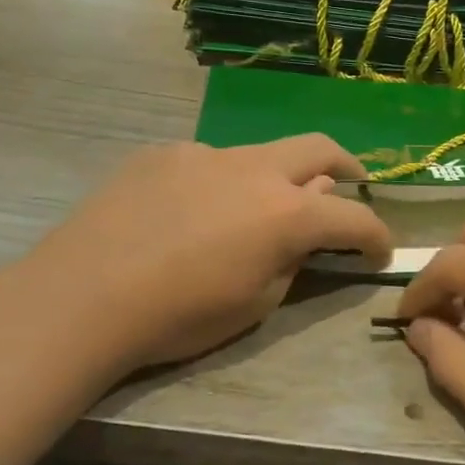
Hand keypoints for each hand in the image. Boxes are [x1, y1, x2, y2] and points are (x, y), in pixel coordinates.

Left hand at [0, 135, 390, 375]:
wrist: (83, 295)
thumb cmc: (178, 316)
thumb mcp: (254, 305)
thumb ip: (290, 261)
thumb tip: (305, 231)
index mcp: (286, 213)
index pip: (353, 217)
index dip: (376, 235)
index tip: (381, 250)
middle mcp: (253, 169)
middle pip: (318, 149)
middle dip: (346, 167)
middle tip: (351, 185)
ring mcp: (205, 153)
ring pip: (258, 154)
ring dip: (274, 177)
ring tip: (253, 211)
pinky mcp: (163, 153)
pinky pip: (206, 162)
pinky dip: (219, 182)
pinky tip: (190, 213)